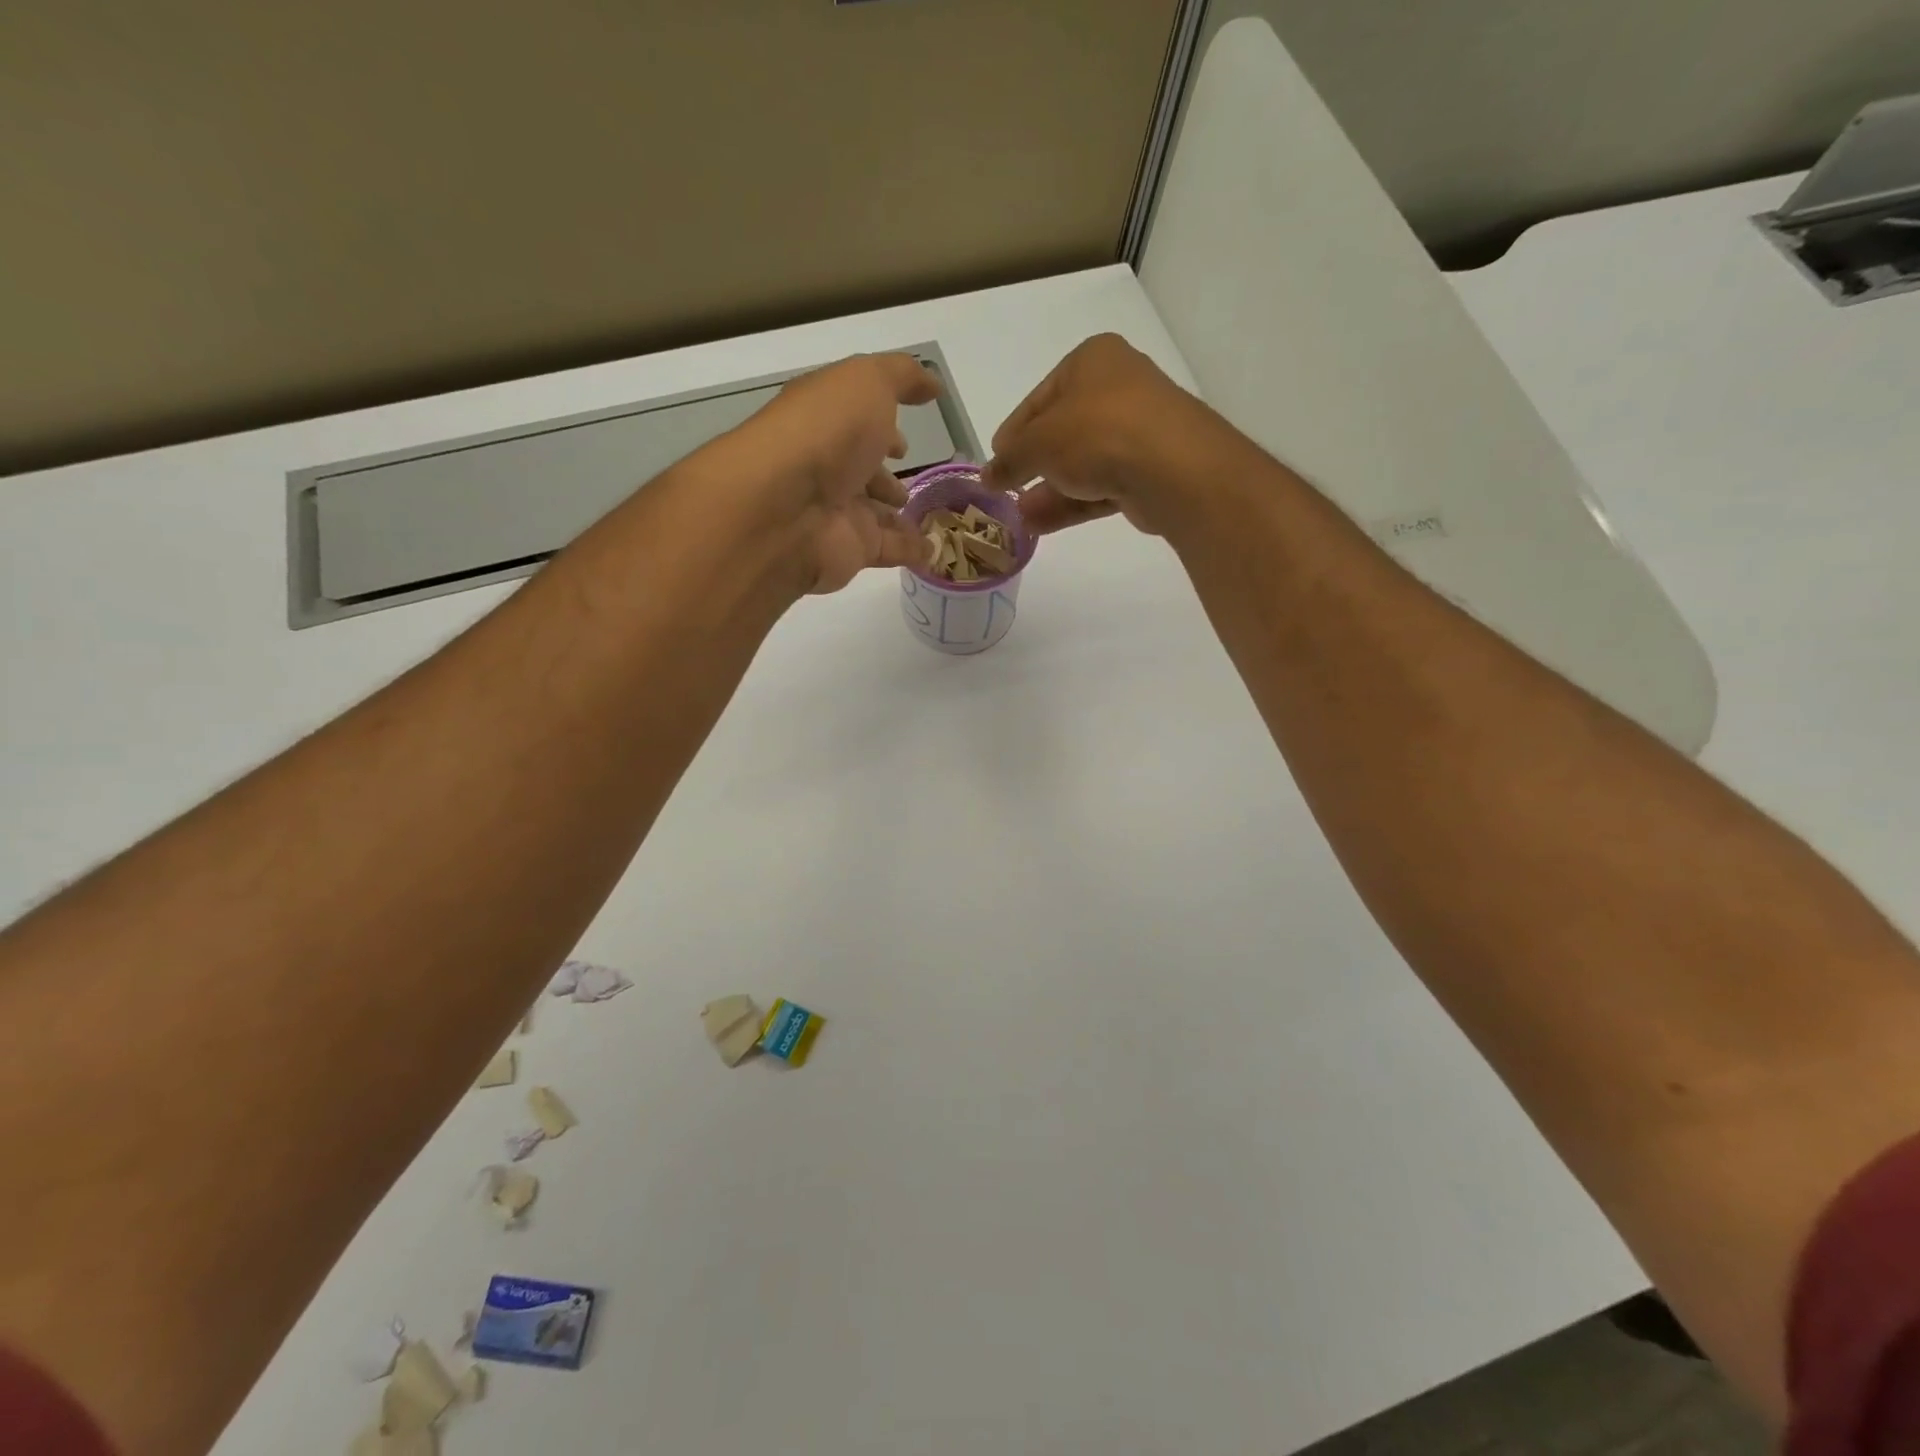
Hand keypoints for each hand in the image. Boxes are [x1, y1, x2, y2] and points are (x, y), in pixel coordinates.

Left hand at [709, 353, 941, 594]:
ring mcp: (836, 512)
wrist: (787, 508)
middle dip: (885, 476)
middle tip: (915, 483)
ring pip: (874, 514)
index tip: (905, 441)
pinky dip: (911, 550)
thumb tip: (932, 384)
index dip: (881, 427)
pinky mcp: (851, 550)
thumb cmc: (826, 433)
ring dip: (898, 516)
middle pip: (860, 472)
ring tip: (933, 518)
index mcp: (824, 422)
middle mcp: (826, 467)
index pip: (854, 424)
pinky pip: (888, 549)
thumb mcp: (867, 382)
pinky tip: (934, 549)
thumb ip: (902, 377)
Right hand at [983, 333, 1232, 537]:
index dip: (1013, 432)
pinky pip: (1100, 486)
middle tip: (1007, 491)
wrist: (1171, 468)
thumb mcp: (1037, 442)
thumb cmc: (1096, 433)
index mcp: (1092, 361)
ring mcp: (1138, 432)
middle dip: (1032, 466)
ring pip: (1082, 463)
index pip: (1041, 398)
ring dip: (1049, 490)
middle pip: (1063, 431)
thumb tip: (988, 476)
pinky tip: (1041, 525)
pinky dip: (1072, 503)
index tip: (994, 461)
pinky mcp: (1148, 472)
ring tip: (1019, 517)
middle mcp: (1118, 388)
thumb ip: (1009, 460)